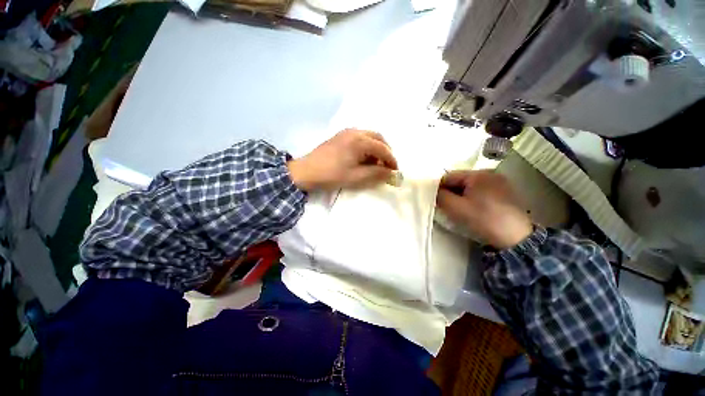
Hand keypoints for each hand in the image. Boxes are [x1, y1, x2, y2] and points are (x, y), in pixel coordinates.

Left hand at [287, 129, 397, 190]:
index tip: (395, 171)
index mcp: (360, 141)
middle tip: (387, 165)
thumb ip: (376, 173)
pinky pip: (359, 138)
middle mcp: (355, 132)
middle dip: (385, 151)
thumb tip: (391, 173)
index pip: (383, 148)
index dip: (391, 160)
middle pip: (378, 138)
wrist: (306, 172)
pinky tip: (363, 158)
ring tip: (375, 164)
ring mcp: (346, 132)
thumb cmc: (332, 175)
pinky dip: (366, 146)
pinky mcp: (340, 136)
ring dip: (376, 148)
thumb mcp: (356, 177)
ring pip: (369, 136)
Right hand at [436, 170, 532, 248]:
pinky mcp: (506, 192)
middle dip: (451, 192)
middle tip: (447, 206)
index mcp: (478, 174)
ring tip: (460, 209)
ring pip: (470, 187)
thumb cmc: (483, 219)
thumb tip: (434, 191)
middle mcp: (490, 173)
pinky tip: (474, 209)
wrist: (516, 238)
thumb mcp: (456, 208)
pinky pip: (481, 191)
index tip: (435, 200)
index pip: (449, 176)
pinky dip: (473, 198)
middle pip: (460, 180)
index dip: (439, 188)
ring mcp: (500, 182)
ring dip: (461, 196)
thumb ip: (440, 196)